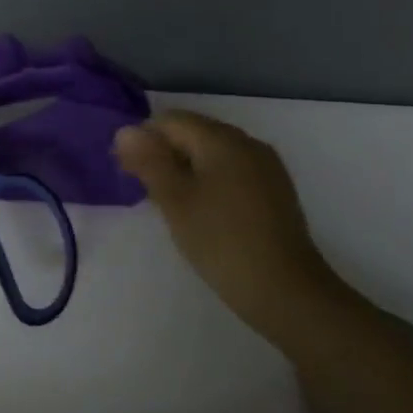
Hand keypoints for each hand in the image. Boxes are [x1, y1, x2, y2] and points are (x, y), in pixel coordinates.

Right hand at [114, 111, 341, 346]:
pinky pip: (234, 171)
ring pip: (214, 153)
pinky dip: (212, 182)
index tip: (128, 174)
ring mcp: (266, 166)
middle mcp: (247, 142)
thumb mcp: (176, 201)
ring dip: (188, 169)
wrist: (287, 291)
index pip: (171, 120)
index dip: (144, 140)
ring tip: (173, 206)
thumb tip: (125, 130)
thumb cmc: (222, 242)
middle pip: (194, 132)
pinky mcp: (276, 190)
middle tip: (147, 193)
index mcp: (221, 138)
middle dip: (166, 154)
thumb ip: (149, 161)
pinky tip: (206, 213)